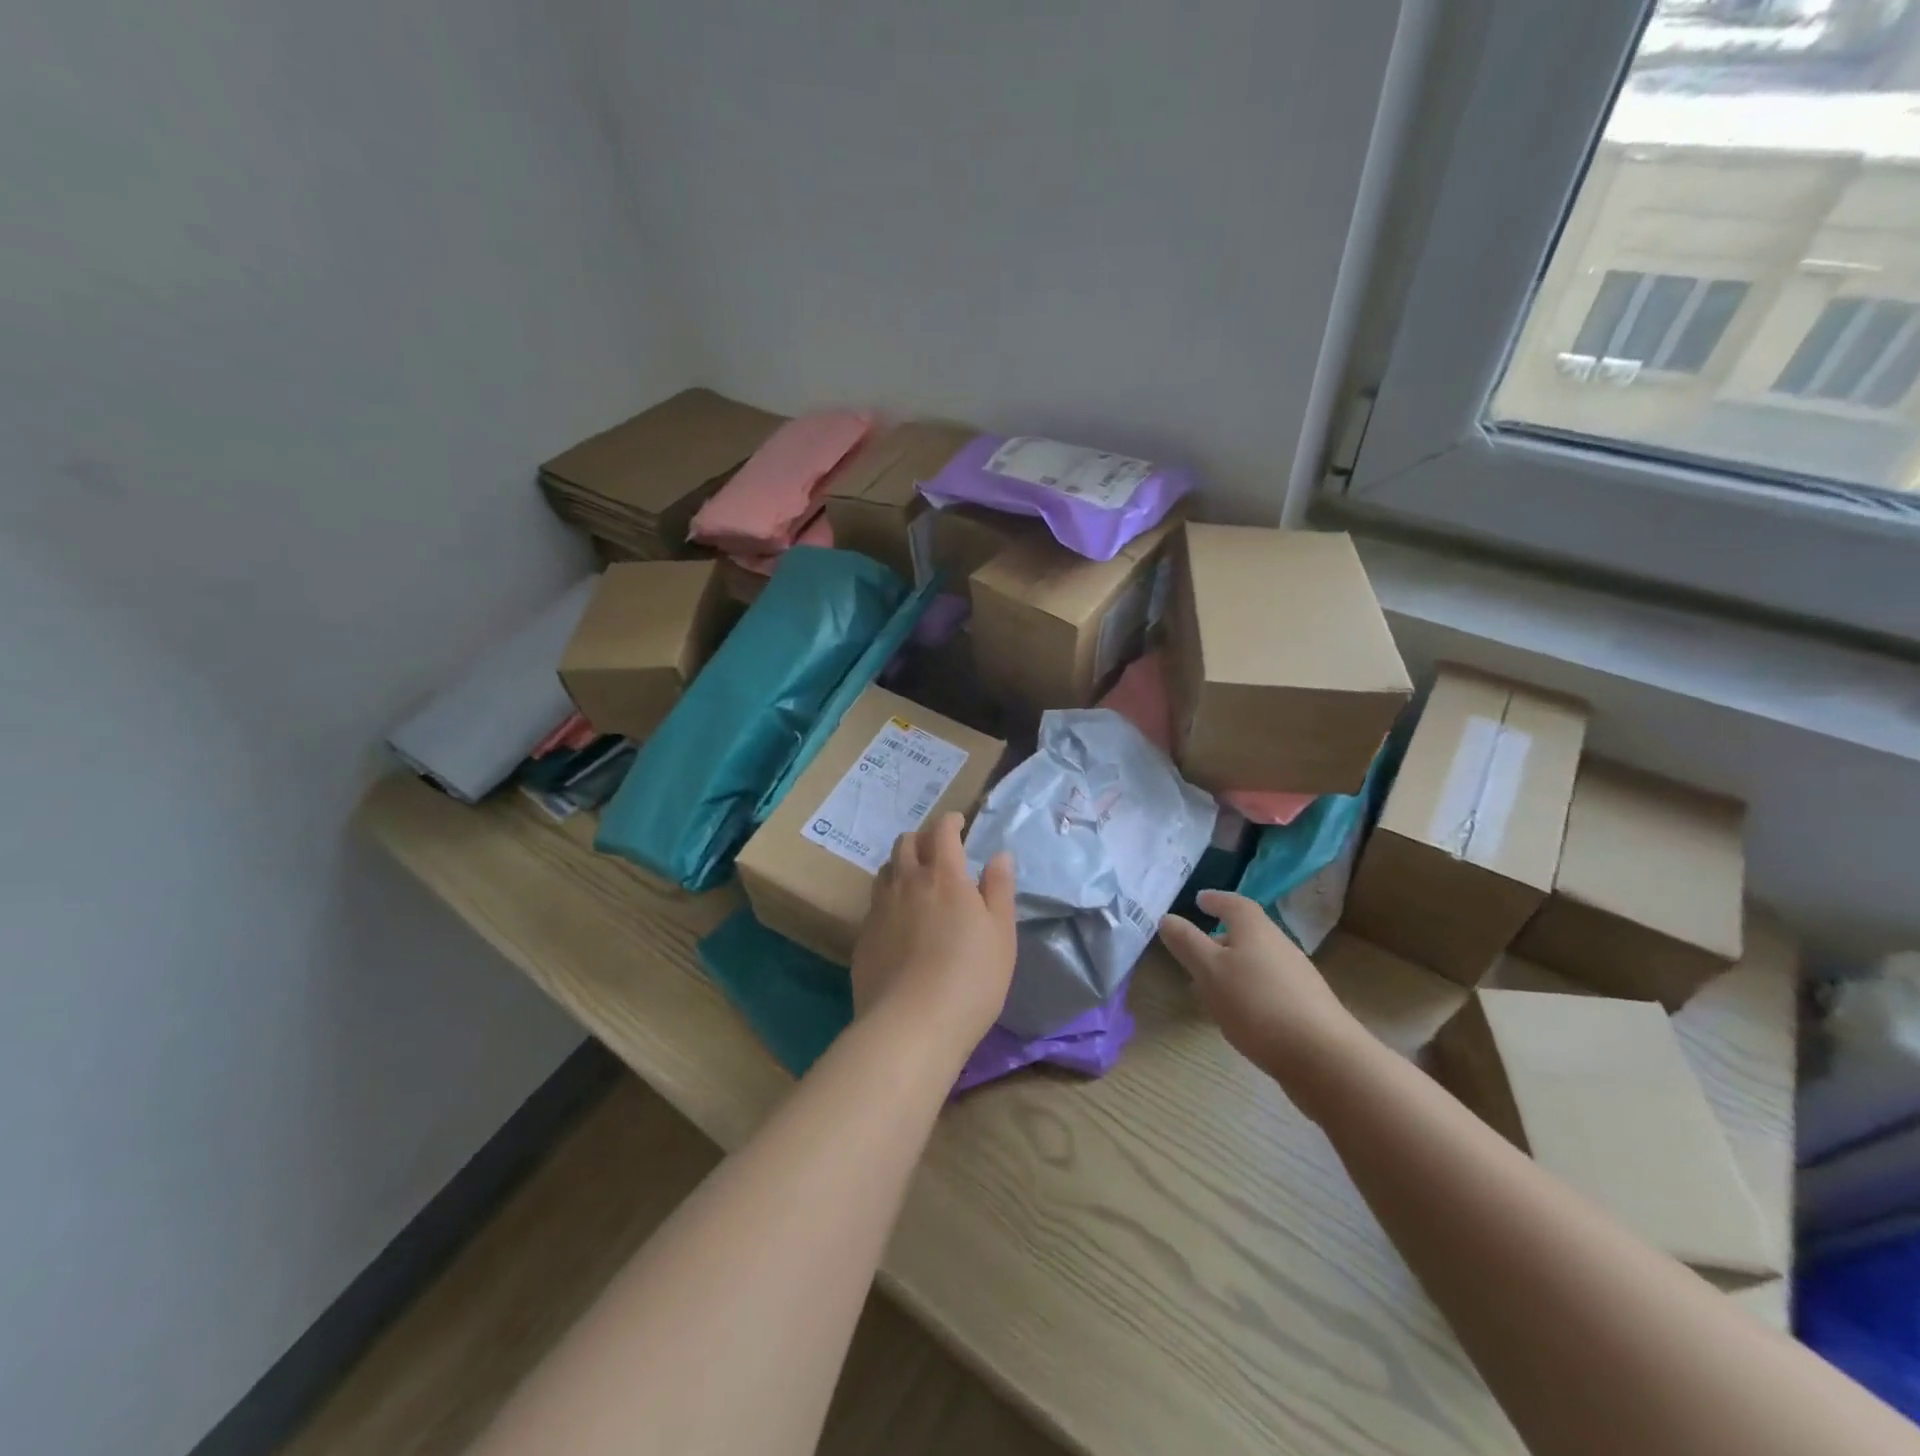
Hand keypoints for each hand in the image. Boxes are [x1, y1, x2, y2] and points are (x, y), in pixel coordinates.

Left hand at [852, 813, 1016, 1052]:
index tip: (959, 822)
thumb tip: (999, 855)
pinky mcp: (863, 936)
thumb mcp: (1001, 934)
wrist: (911, 1025)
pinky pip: (875, 903)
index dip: (950, 820)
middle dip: (923, 838)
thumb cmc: (971, 978)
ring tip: (916, 880)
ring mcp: (880, 909)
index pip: (942, 831)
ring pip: (886, 870)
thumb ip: (1000, 889)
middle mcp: (907, 882)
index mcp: (944, 876)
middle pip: (906, 842)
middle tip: (938, 850)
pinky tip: (899, 921)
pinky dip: (889, 898)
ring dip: (902, 865)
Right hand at [1157, 890, 1369, 1118]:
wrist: (1324, 1058)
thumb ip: (1186, 943)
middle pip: (1248, 933)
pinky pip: (1269, 986)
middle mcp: (1280, 945)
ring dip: (1233, 966)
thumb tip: (1167, 917)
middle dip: (1220, 938)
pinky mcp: (1306, 1007)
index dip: (1216, 900)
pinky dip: (1249, 989)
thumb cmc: (1257, 1004)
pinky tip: (1240, 1014)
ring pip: (1257, 961)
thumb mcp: (1209, 971)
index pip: (1234, 903)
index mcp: (1255, 929)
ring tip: (1211, 986)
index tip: (1199, 899)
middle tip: (1196, 949)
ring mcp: (1297, 977)